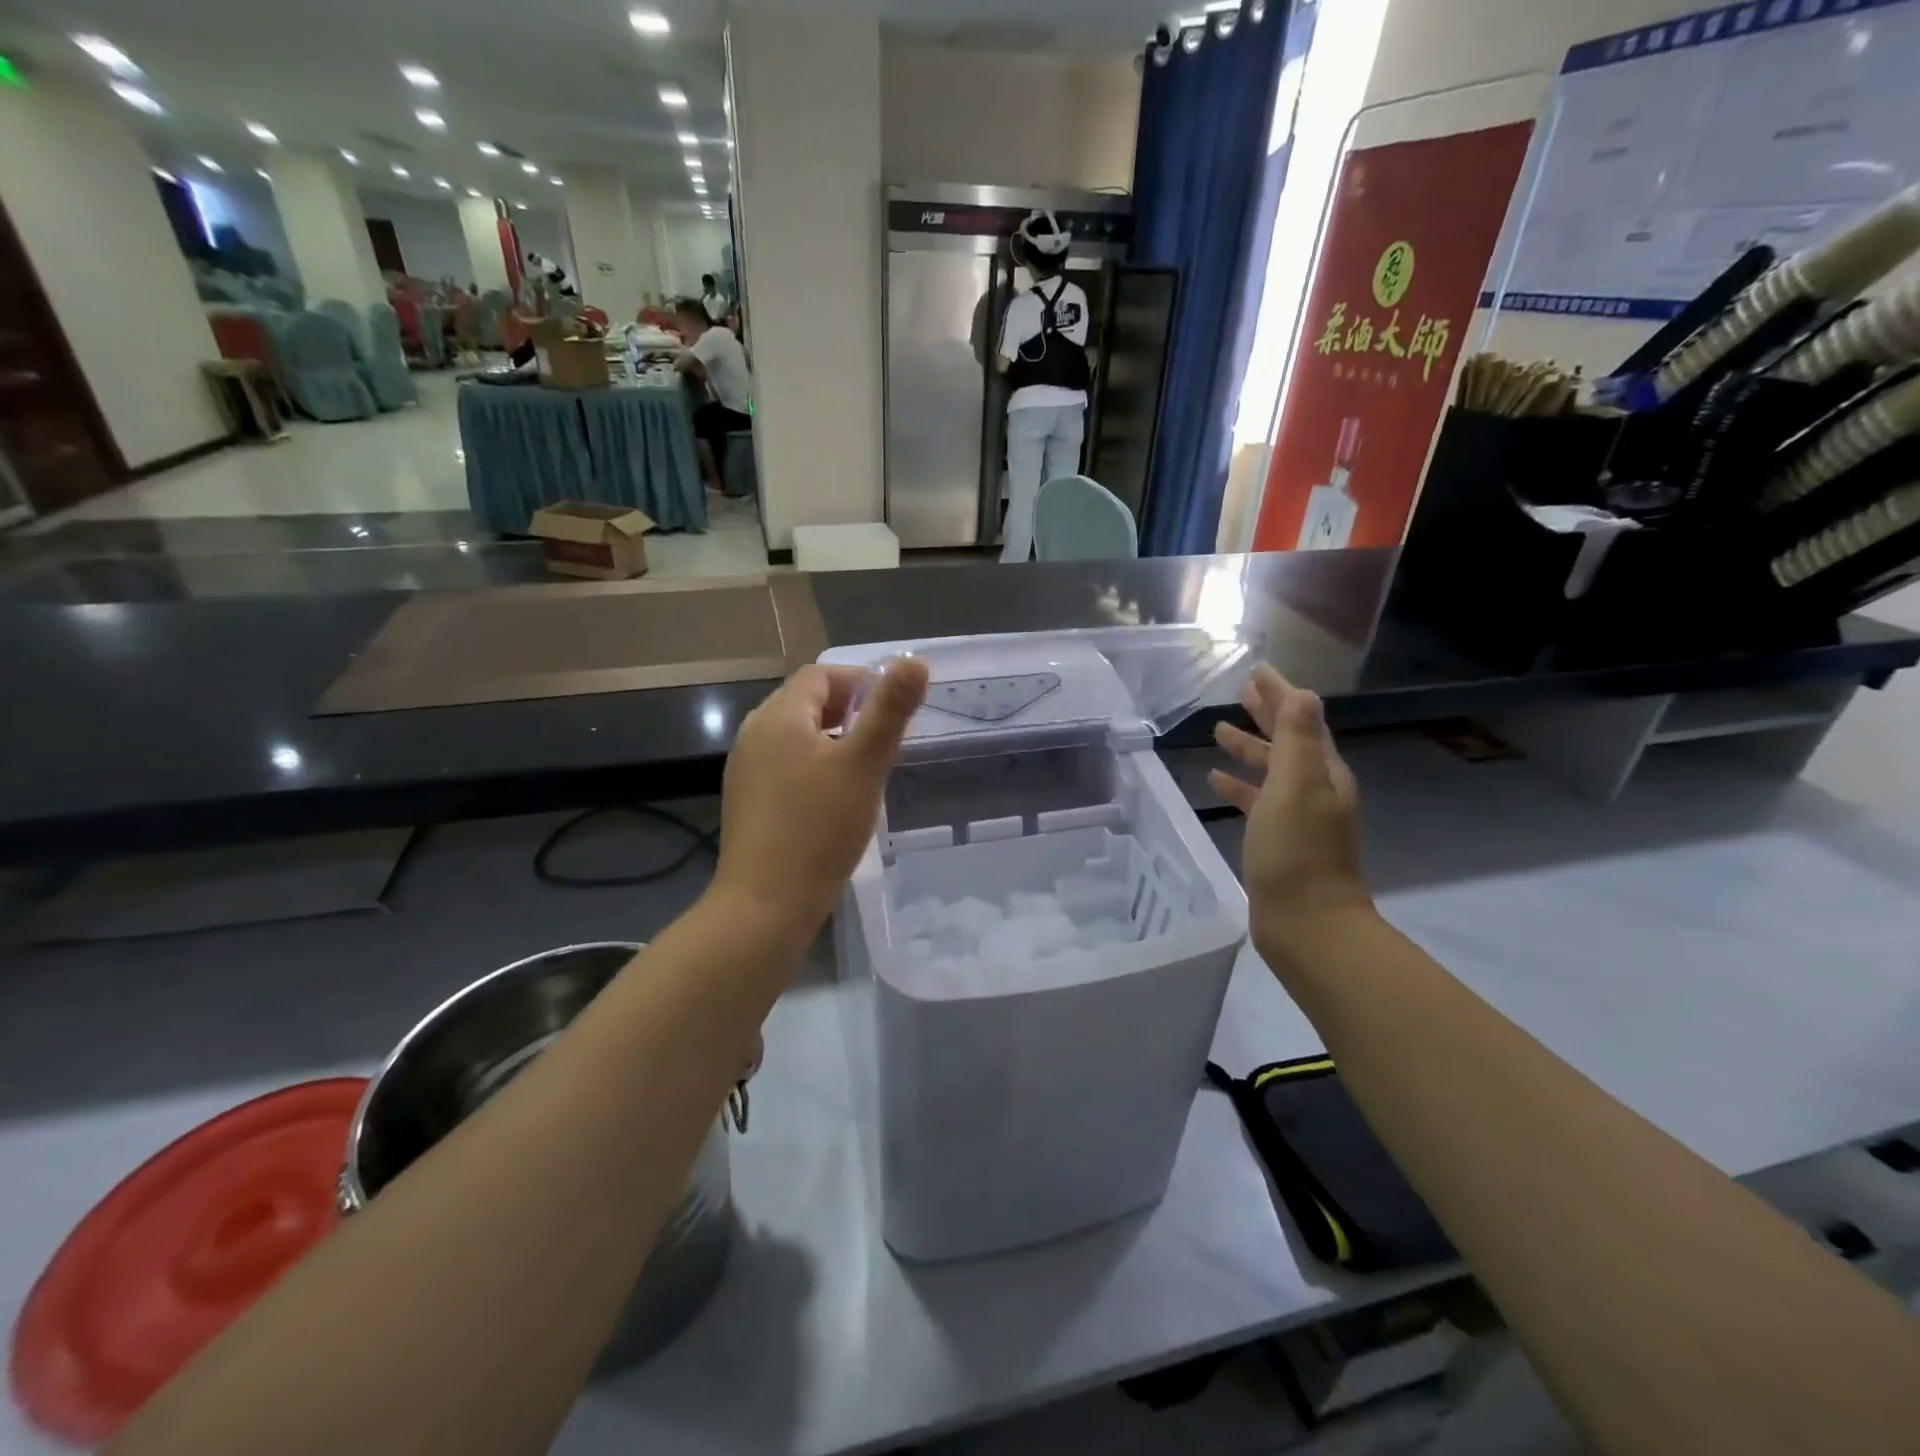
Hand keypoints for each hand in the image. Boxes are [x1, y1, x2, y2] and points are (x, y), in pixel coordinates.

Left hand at [714, 658, 929, 930]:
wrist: (766, 902)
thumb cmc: (820, 828)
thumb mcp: (865, 764)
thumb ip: (890, 710)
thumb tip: (914, 660)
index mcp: (779, 716)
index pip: (820, 676)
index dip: (858, 682)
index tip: (891, 709)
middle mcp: (753, 733)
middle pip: (803, 702)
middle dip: (846, 710)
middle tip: (881, 739)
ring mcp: (744, 768)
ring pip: (793, 735)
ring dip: (829, 738)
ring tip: (862, 767)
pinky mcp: (746, 800)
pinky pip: (783, 764)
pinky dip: (811, 765)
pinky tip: (831, 797)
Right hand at [1208, 666, 1372, 969]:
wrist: (1305, 923)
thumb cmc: (1296, 850)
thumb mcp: (1296, 786)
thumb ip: (1297, 738)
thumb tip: (1302, 692)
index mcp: (1324, 773)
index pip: (1302, 720)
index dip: (1280, 694)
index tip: (1257, 671)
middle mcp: (1316, 790)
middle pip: (1289, 741)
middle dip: (1267, 715)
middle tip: (1241, 692)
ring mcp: (1299, 817)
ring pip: (1272, 770)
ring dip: (1249, 749)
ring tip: (1219, 733)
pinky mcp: (1279, 840)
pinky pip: (1258, 801)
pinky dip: (1240, 787)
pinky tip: (1216, 783)